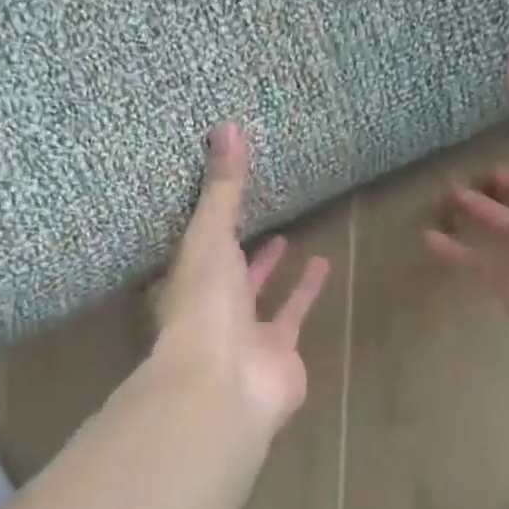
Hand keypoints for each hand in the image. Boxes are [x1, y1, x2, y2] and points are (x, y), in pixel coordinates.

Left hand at [154, 123, 330, 434]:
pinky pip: (293, 314)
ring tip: (290, 238)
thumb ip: (222, 188)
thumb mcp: (209, 236)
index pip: (194, 245)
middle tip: (257, 215)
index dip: (206, 221)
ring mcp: (244, 333)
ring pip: (259, 296)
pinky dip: (306, 291)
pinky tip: (323, 265)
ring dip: (272, 269)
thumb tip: (228, 127)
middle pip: (226, 272)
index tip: (219, 194)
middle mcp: (211, 307)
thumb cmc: (205, 305)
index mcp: (185, 280)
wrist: (225, 381)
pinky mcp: (279, 351)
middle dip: (239, 247)